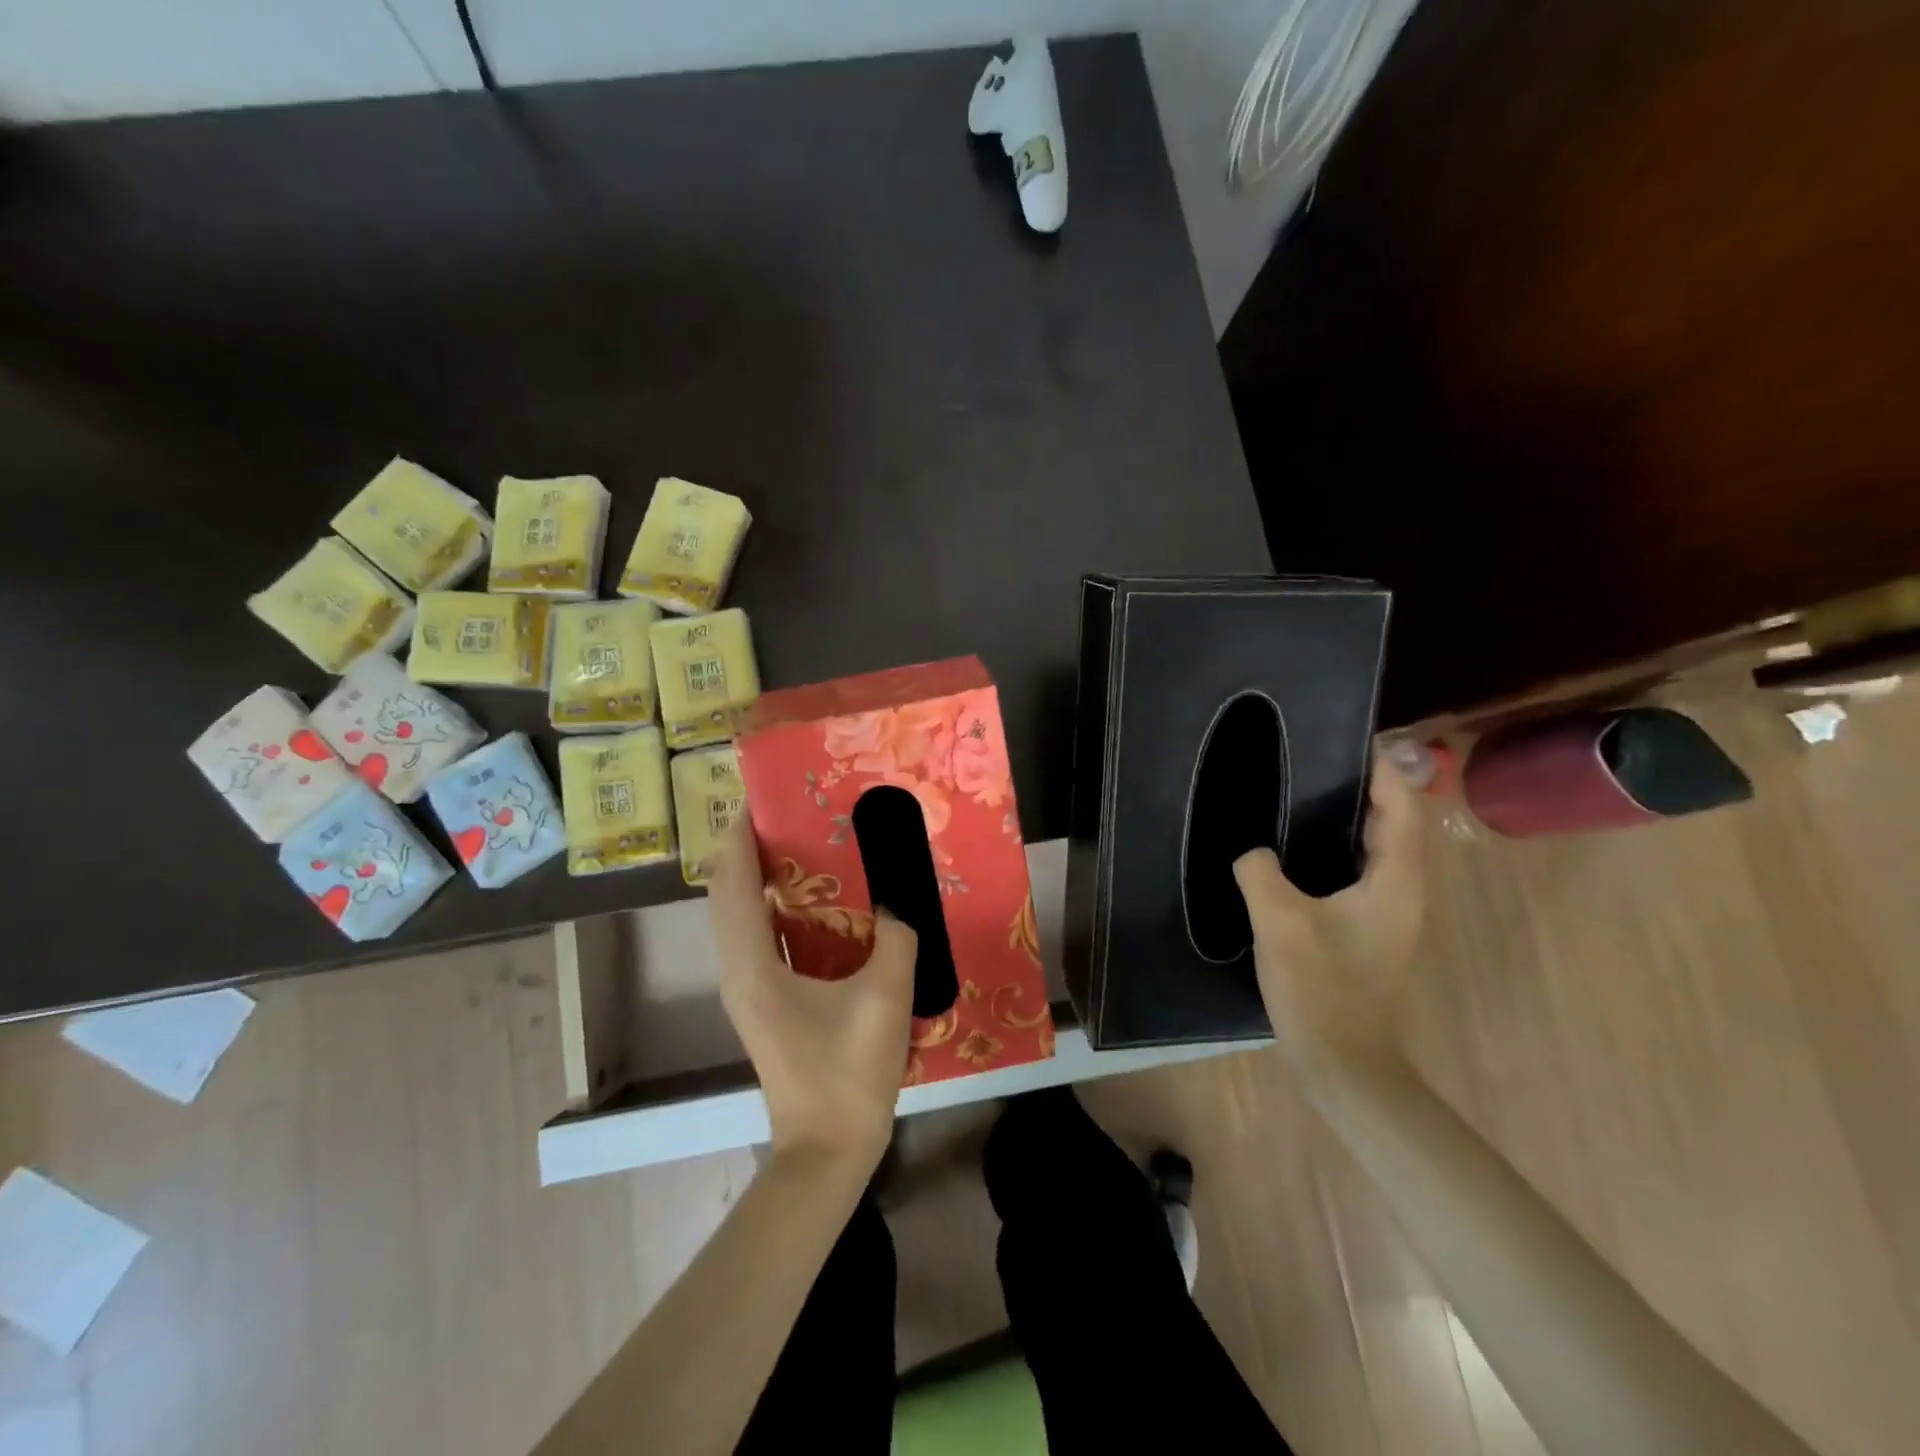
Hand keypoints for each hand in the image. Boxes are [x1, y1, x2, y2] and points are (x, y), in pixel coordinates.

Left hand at [707, 817, 917, 1173]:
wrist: (827, 1150)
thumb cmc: (849, 1074)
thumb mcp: (885, 998)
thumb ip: (896, 939)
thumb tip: (897, 904)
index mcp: (753, 966)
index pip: (733, 884)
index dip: (740, 837)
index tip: (762, 797)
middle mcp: (739, 970)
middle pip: (727, 894)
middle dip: (748, 849)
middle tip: (791, 814)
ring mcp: (747, 988)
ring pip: (739, 915)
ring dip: (759, 876)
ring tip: (800, 844)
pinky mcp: (764, 1001)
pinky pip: (757, 936)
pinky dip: (773, 906)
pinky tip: (814, 899)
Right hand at [1232, 752, 1427, 1078]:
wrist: (1343, 1062)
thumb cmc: (1321, 987)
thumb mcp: (1279, 921)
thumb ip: (1261, 872)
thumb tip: (1254, 853)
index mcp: (1395, 881)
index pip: (1402, 808)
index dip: (1384, 770)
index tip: (1351, 740)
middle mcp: (1403, 890)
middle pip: (1395, 823)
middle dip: (1366, 787)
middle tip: (1317, 760)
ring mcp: (1388, 912)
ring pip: (1377, 848)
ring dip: (1351, 817)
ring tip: (1304, 793)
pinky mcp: (1368, 929)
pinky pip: (1360, 871)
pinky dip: (1339, 847)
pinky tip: (1297, 849)